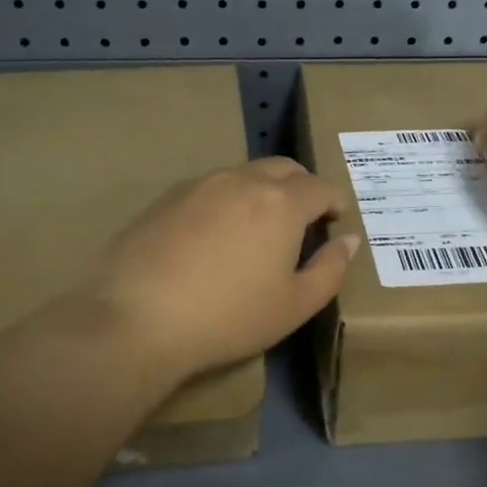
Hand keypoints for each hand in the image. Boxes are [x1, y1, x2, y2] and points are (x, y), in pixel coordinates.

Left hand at [88, 157, 361, 380]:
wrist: (137, 318)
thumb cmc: (228, 317)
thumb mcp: (295, 306)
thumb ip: (330, 269)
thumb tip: (349, 240)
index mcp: (280, 203)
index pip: (319, 186)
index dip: (333, 201)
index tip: (335, 218)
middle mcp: (241, 181)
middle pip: (282, 168)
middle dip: (301, 186)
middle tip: (304, 217)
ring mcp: (199, 185)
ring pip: (243, 174)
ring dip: (262, 190)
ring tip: (258, 226)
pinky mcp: (166, 198)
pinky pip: (209, 189)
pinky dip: (226, 201)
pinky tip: (214, 235)